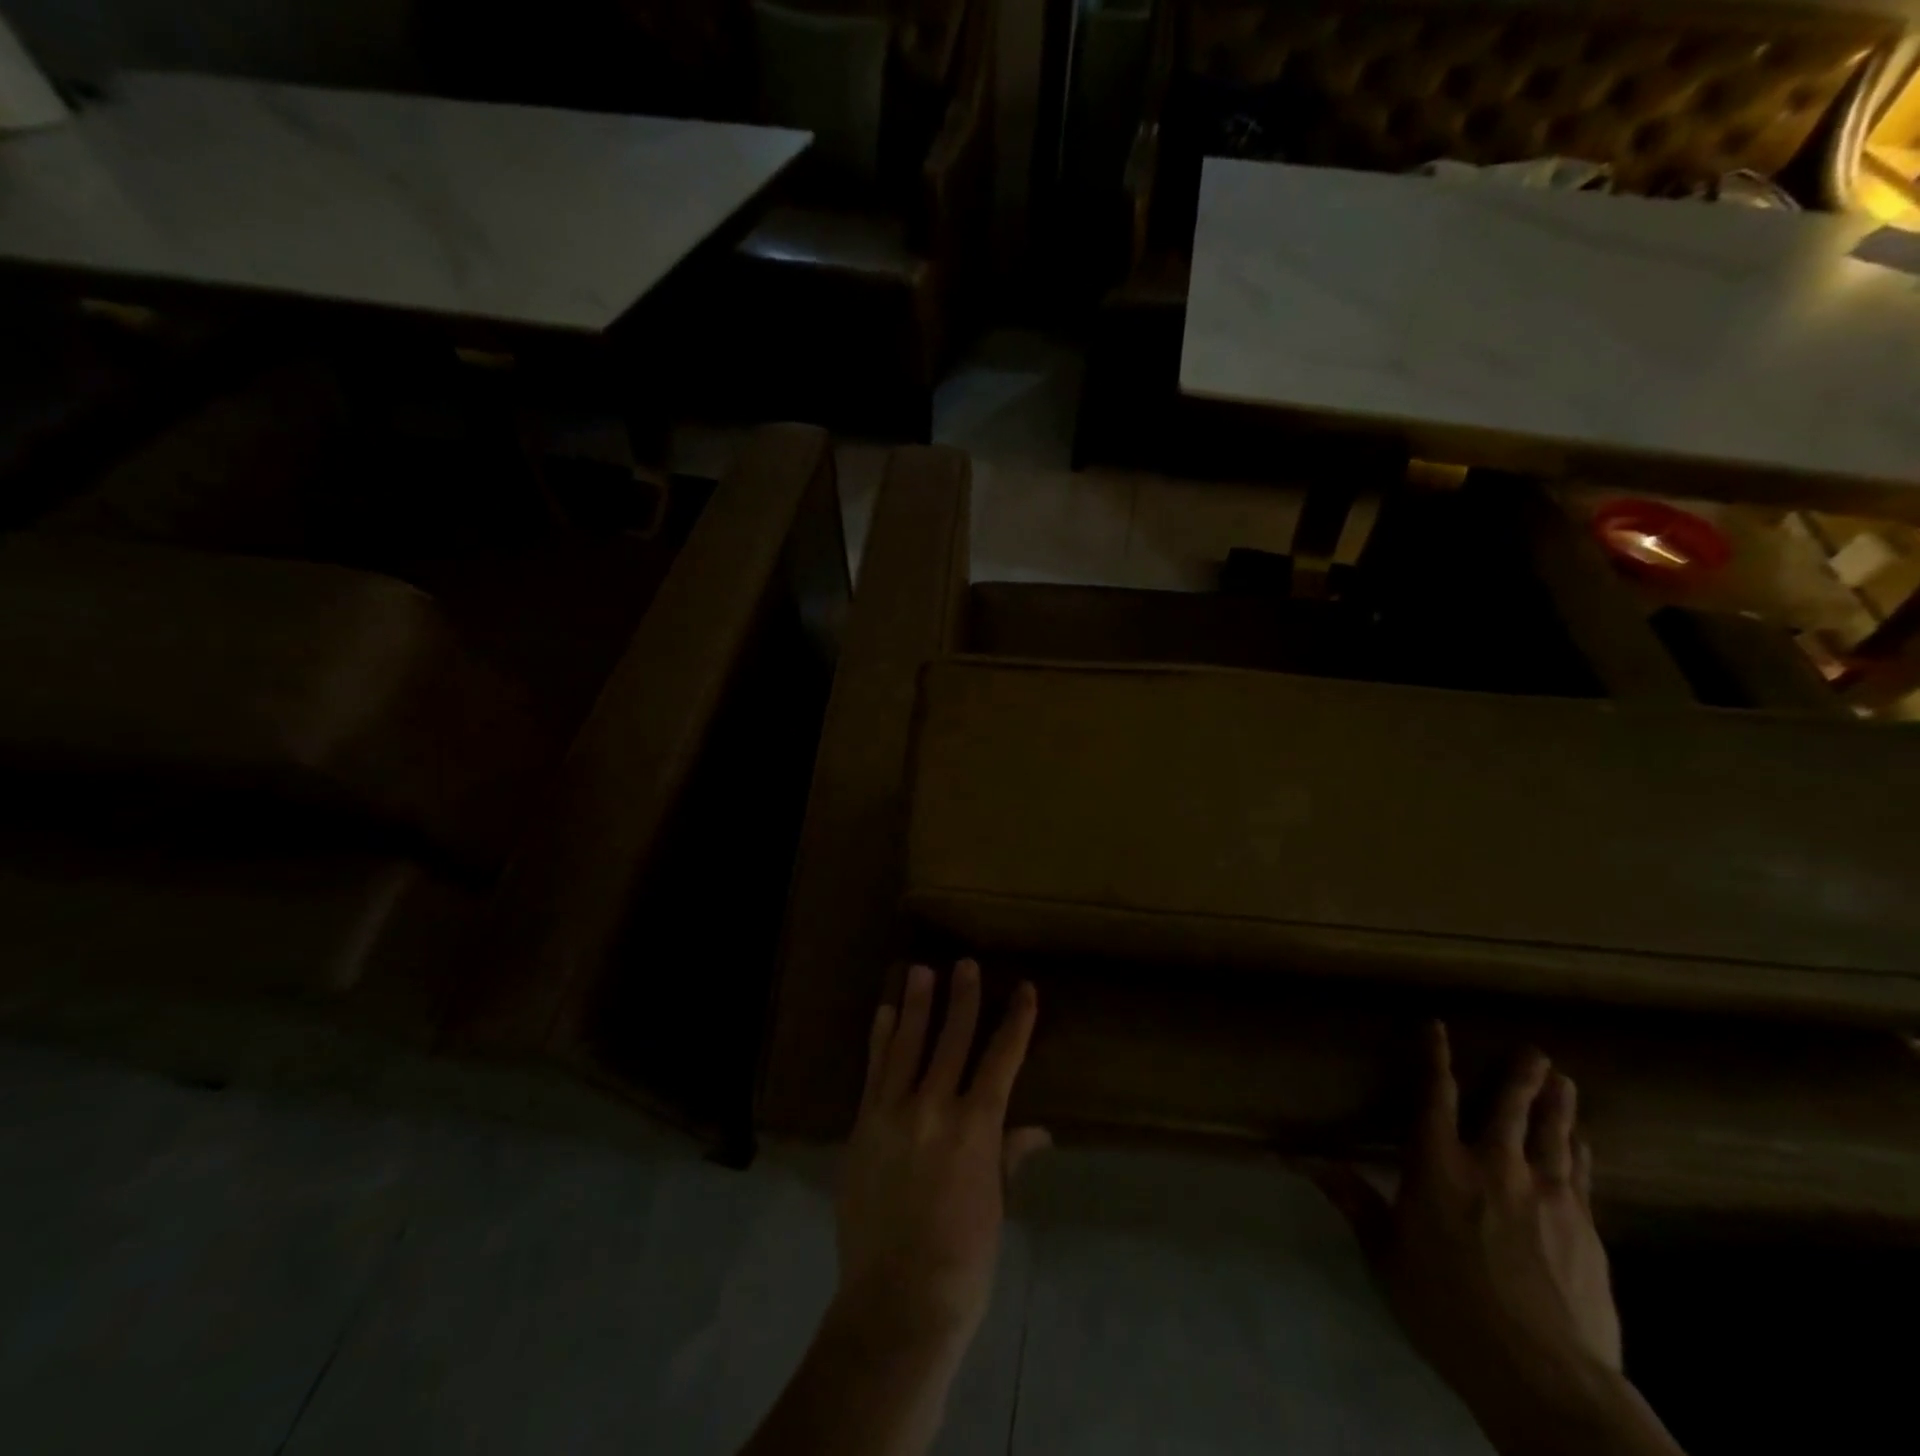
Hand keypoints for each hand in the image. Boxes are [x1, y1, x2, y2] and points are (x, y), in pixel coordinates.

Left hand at [834, 961, 1049, 1353]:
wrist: (896, 1302)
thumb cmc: (962, 1260)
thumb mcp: (995, 1206)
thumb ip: (1008, 1157)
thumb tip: (1037, 1131)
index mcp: (976, 1129)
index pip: (1002, 1060)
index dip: (1016, 1022)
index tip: (1025, 989)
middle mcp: (935, 1108)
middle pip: (952, 1040)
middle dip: (963, 999)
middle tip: (965, 964)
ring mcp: (893, 1113)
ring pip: (907, 1045)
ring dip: (915, 1005)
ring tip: (919, 970)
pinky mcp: (863, 1125)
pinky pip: (874, 1071)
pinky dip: (880, 1039)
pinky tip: (883, 1013)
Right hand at [1317, 1024, 1621, 1415]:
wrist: (1543, 1377)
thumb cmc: (1447, 1309)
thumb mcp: (1386, 1256)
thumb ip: (1354, 1201)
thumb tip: (1305, 1161)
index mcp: (1438, 1166)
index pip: (1435, 1096)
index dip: (1435, 1057)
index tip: (1437, 1026)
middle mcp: (1493, 1166)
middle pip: (1508, 1107)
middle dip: (1519, 1075)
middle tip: (1533, 1050)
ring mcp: (1546, 1195)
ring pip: (1551, 1134)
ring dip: (1556, 1104)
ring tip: (1563, 1079)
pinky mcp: (1585, 1229)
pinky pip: (1580, 1173)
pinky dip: (1578, 1148)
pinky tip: (1581, 1140)